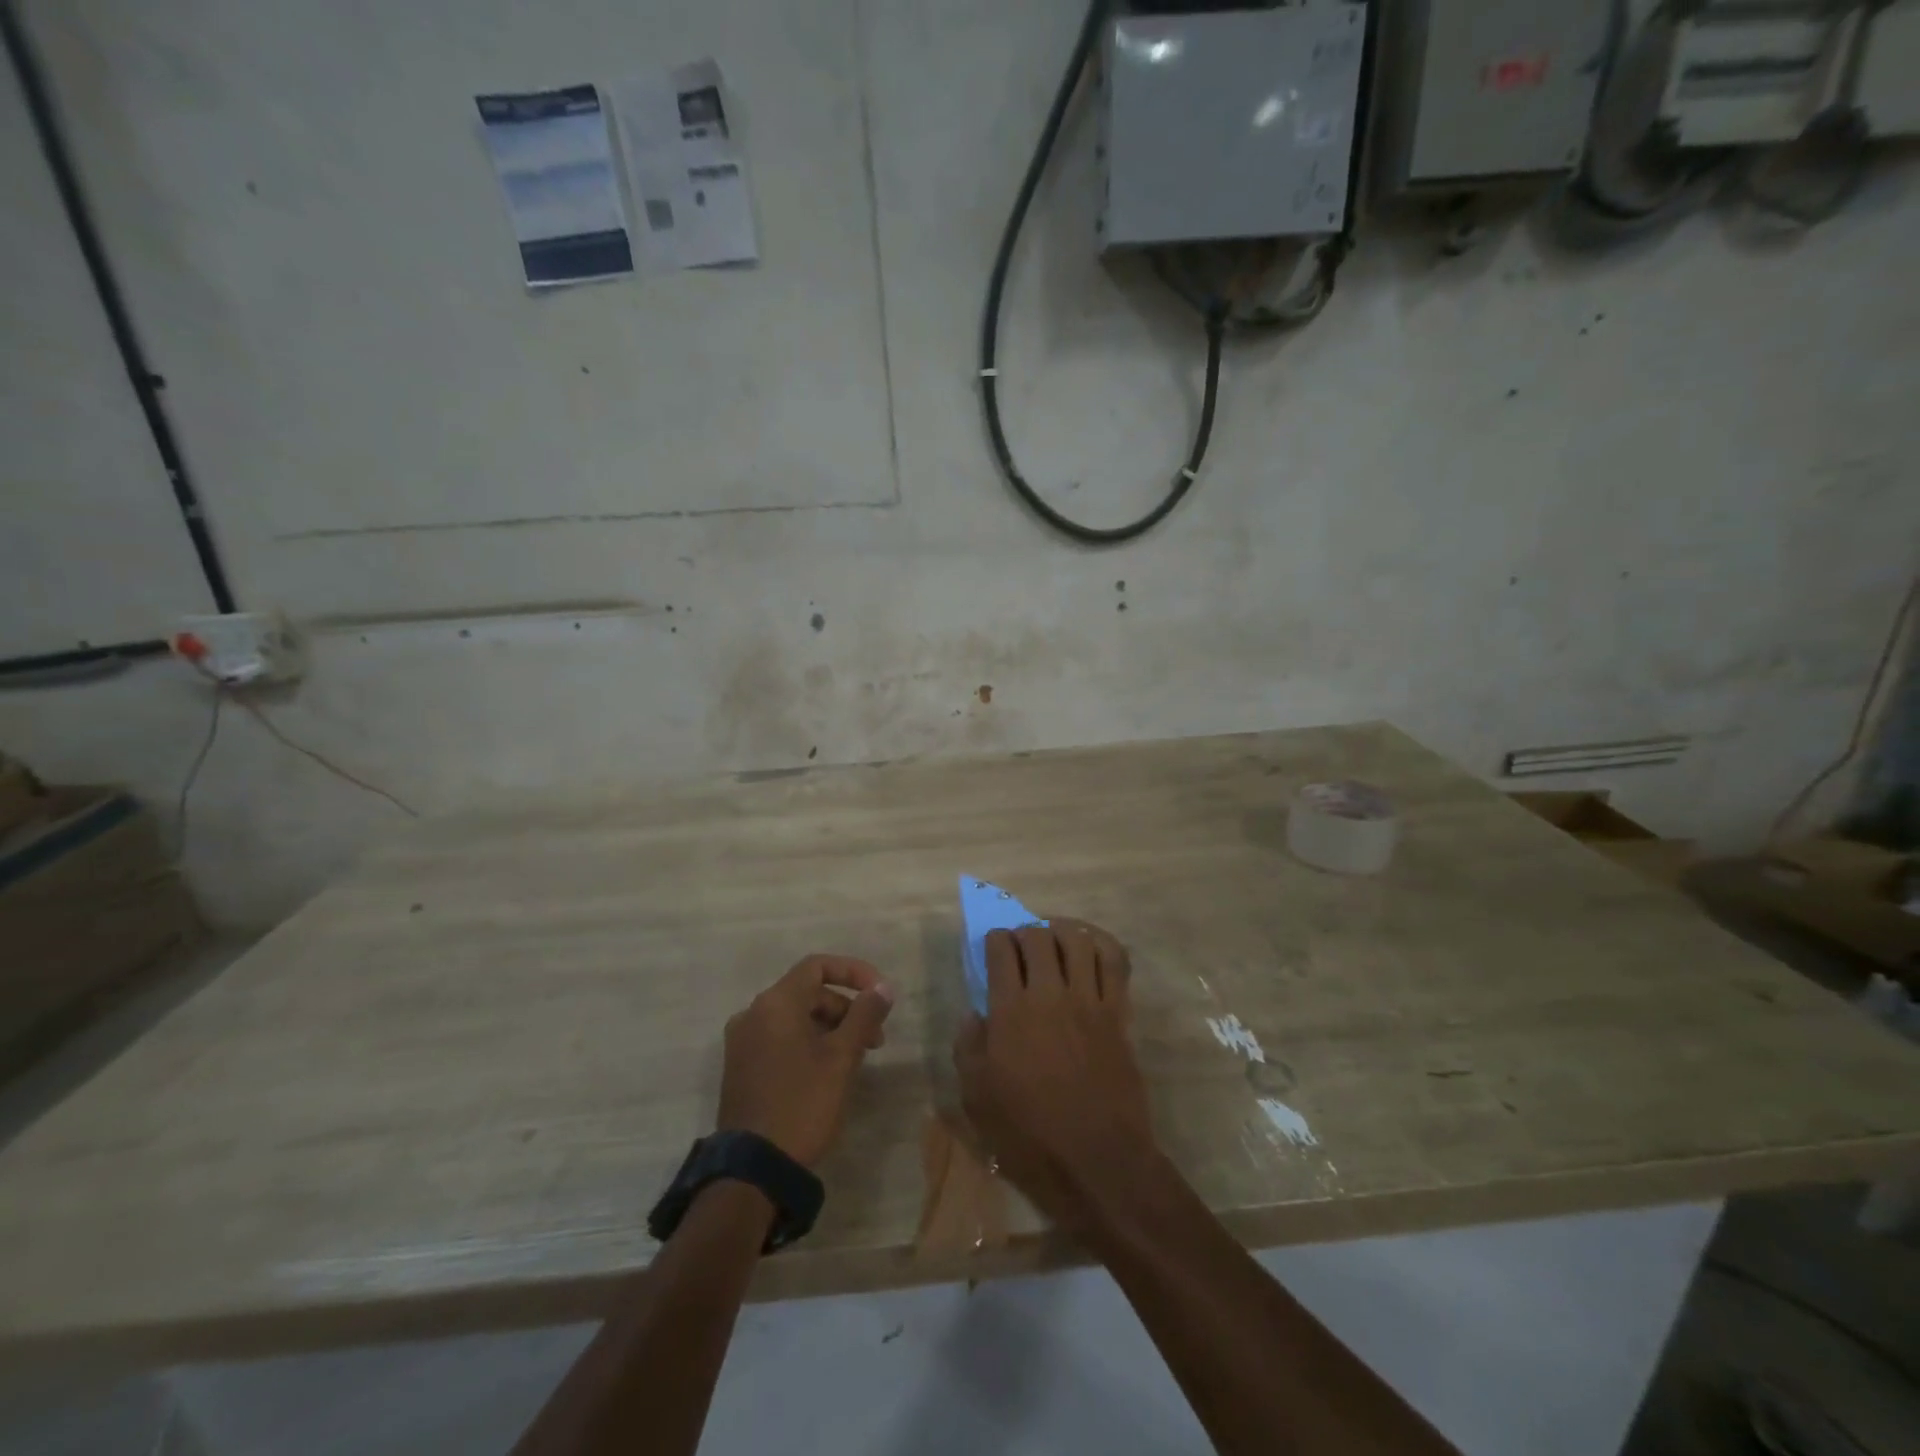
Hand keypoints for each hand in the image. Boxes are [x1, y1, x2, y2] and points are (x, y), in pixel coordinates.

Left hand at [717, 955, 893, 1167]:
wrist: (752, 1170)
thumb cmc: (802, 1104)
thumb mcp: (842, 1058)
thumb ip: (864, 1015)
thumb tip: (882, 987)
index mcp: (775, 1003)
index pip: (818, 966)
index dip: (854, 973)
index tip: (881, 994)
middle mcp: (753, 1013)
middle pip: (808, 992)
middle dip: (847, 1008)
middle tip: (876, 1039)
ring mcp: (742, 1042)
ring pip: (795, 1017)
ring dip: (830, 1028)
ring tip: (856, 1058)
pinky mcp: (740, 1067)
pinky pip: (780, 1038)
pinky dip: (808, 1043)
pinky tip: (827, 1071)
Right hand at [953, 921, 1156, 1235]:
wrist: (1097, 1161)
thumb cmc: (1029, 1135)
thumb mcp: (977, 1098)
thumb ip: (968, 1048)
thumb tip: (975, 1015)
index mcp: (1010, 1012)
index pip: (1001, 951)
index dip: (994, 940)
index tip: (993, 946)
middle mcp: (1050, 995)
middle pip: (1038, 937)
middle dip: (1024, 931)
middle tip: (1020, 945)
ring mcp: (1088, 1001)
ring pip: (1078, 940)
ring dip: (1062, 931)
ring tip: (1054, 940)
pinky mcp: (1118, 1013)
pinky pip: (1115, 962)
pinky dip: (1102, 944)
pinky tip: (1091, 947)